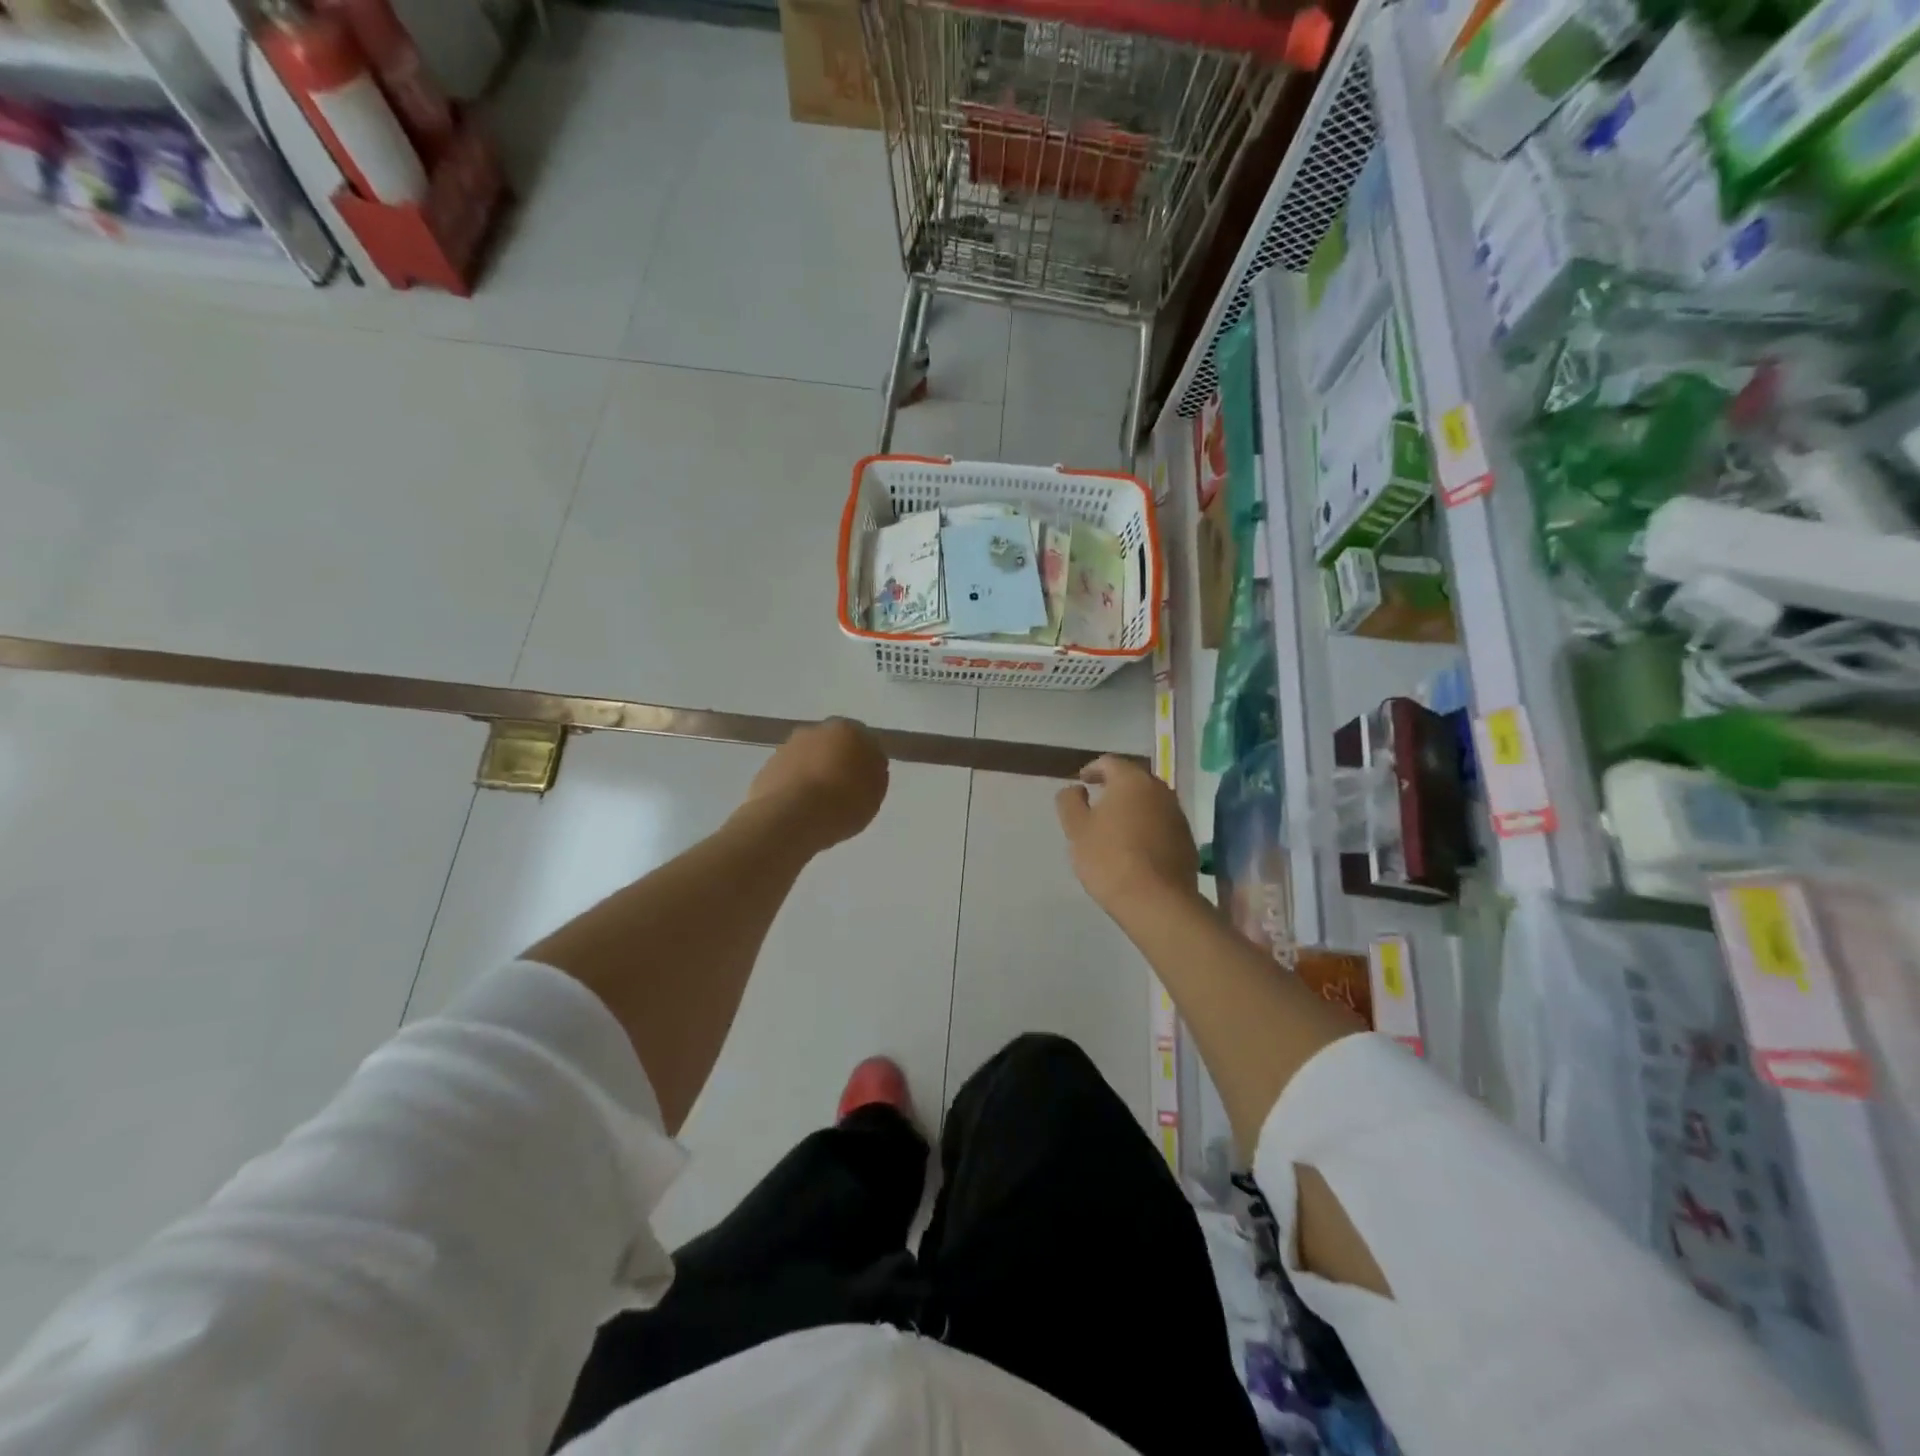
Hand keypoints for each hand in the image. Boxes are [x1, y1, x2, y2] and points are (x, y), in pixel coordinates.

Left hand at [745, 718, 889, 852]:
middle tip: (842, 793)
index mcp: (848, 730)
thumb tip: (867, 765)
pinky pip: (789, 776)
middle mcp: (816, 730)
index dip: (865, 762)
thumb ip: (874, 772)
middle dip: (837, 763)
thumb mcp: (875, 792)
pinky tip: (799, 810)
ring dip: (814, 774)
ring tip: (819, 806)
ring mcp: (787, 747)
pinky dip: (795, 787)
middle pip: (832, 746)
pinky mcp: (766, 767)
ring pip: (808, 759)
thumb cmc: (842, 803)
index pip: (863, 741)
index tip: (865, 783)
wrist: (790, 818)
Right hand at [1055, 755, 1200, 912]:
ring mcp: (1177, 815)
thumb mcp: (1076, 829)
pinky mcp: (1187, 839)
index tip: (1082, 781)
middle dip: (1116, 787)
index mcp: (1131, 780)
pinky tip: (1136, 847)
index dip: (1093, 769)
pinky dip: (1148, 826)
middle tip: (1098, 802)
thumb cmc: (1108, 858)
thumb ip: (1070, 802)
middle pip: (1134, 779)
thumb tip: (1075, 789)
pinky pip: (1162, 823)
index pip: (1109, 762)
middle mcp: (1159, 790)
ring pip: (1151, 802)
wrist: (1156, 901)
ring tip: (1116, 826)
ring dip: (1133, 807)